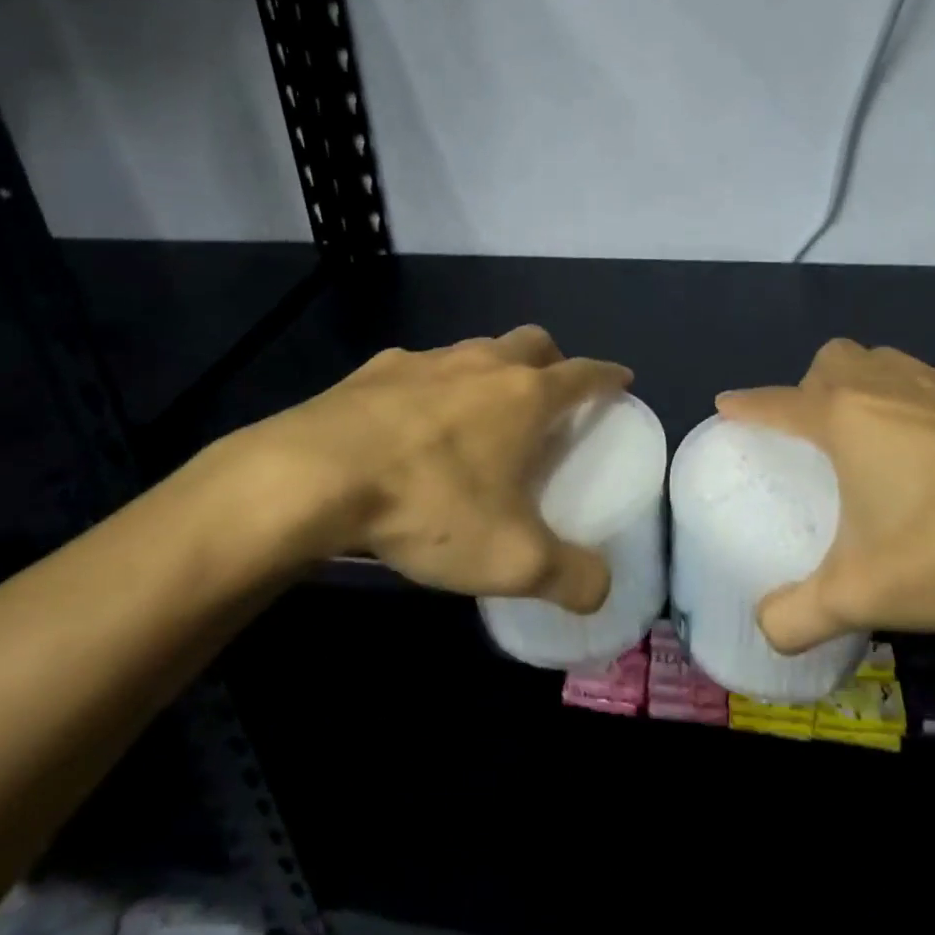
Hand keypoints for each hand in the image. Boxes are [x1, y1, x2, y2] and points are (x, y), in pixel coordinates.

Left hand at [224, 325, 631, 609]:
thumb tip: (601, 591)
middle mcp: (481, 364)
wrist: (313, 475)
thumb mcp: (511, 559)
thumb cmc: (429, 505)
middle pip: (532, 342)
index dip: (608, 376)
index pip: (584, 373)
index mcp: (525, 396)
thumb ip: (569, 577)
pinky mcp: (374, 370)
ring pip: (475, 349)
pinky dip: (433, 386)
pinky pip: (419, 368)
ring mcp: (425, 360)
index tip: (621, 379)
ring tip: (481, 411)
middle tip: (550, 395)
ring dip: (491, 370)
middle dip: (551, 360)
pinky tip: (413, 423)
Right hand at [717, 339, 934, 649]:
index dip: (746, 404)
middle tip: (821, 434)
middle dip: (814, 384)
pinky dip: (930, 409)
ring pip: (890, 363)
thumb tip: (764, 631)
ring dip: (871, 387)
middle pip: (835, 359)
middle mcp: (890, 386)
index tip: (727, 404)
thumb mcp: (866, 594)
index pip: (777, 402)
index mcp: (846, 417)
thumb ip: (800, 615)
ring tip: (883, 441)